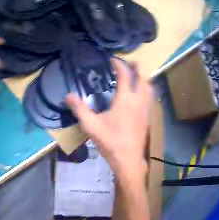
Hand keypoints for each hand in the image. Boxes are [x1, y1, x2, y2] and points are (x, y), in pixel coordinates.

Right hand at [66, 60, 152, 184]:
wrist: (128, 160)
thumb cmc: (111, 142)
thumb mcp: (91, 126)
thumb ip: (79, 109)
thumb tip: (67, 95)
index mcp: (125, 99)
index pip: (125, 75)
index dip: (119, 64)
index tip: (112, 60)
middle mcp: (139, 100)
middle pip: (143, 77)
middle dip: (137, 67)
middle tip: (129, 63)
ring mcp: (146, 109)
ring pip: (150, 87)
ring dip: (144, 78)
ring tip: (137, 76)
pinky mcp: (148, 117)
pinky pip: (150, 97)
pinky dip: (147, 90)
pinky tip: (141, 95)